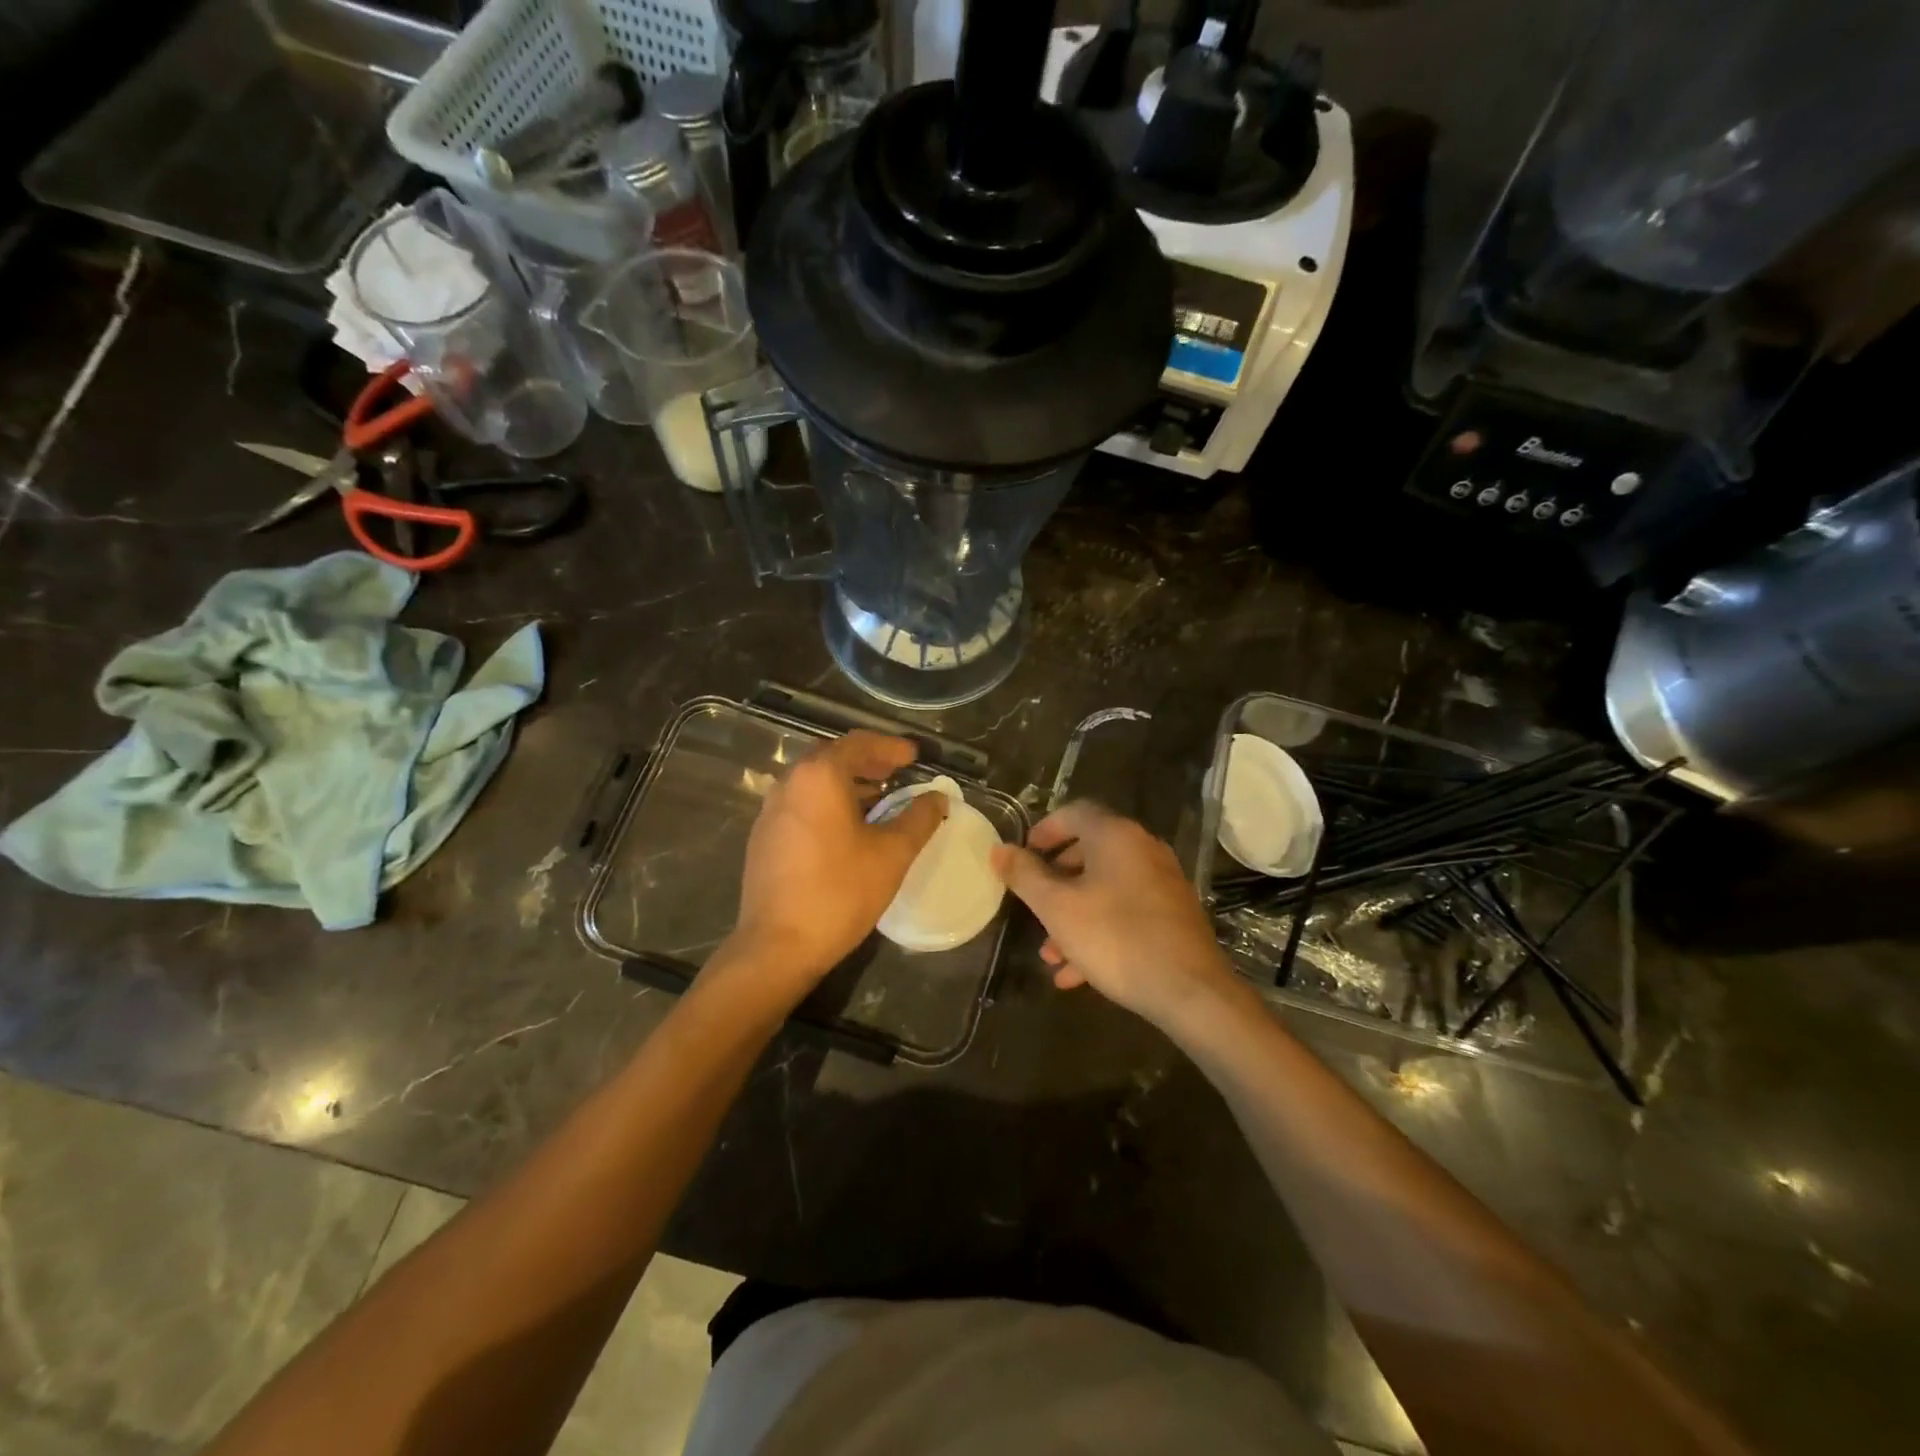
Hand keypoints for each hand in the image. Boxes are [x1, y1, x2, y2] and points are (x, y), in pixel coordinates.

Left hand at [727, 731, 947, 1000]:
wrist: (777, 946)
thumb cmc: (840, 892)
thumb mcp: (892, 854)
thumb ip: (920, 818)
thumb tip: (938, 797)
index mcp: (819, 776)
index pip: (859, 744)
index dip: (891, 747)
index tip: (915, 755)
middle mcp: (790, 783)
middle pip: (832, 757)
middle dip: (868, 761)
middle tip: (897, 772)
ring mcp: (771, 810)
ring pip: (814, 781)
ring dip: (847, 782)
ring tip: (879, 798)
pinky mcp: (764, 836)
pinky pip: (801, 803)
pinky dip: (827, 801)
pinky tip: (847, 826)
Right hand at [991, 801, 1237, 1029]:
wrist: (1190, 991)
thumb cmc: (1115, 938)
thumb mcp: (1057, 908)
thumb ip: (1025, 876)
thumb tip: (999, 850)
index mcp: (1116, 836)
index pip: (1074, 813)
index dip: (1044, 830)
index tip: (1023, 854)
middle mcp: (1143, 850)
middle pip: (1089, 852)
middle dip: (1055, 880)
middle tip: (1034, 902)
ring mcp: (1162, 883)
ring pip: (1105, 889)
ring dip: (1073, 915)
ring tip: (1050, 953)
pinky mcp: (1172, 915)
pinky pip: (1126, 913)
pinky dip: (1099, 931)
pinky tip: (1077, 973)